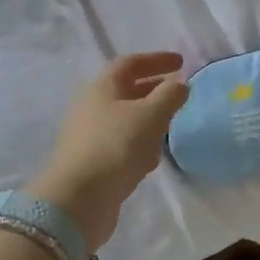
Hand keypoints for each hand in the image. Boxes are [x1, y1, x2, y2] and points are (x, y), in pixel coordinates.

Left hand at [29, 52, 187, 249]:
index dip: (157, 60)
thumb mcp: (151, 115)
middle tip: (179, 92)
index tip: (181, 62)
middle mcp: (92, 106)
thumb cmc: (117, 145)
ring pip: (125, 118)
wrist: (79, 199)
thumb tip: (180, 83)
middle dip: (154, 89)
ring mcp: (90, 135)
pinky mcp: (93, 162)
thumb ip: (170, 95)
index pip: (131, 63)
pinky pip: (121, 143)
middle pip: (126, 90)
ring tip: (171, 124)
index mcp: (102, 87)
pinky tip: (152, 158)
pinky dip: (140, 143)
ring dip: (149, 118)